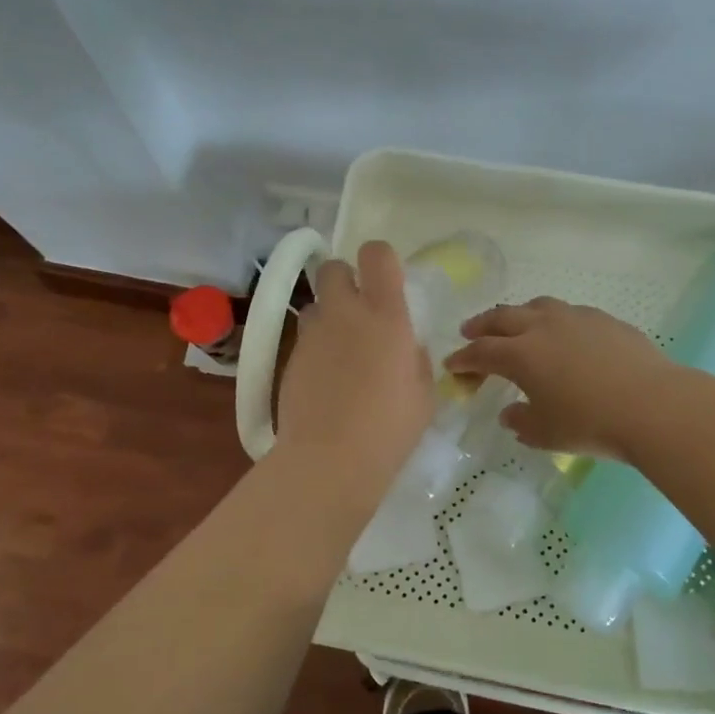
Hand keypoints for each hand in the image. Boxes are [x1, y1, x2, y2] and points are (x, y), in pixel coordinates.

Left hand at [275, 241, 434, 484]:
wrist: (330, 459)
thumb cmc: (390, 427)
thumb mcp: (424, 392)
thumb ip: (416, 358)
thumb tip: (406, 347)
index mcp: (385, 314)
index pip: (376, 254)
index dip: (381, 259)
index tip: (387, 281)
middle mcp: (344, 313)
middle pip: (333, 268)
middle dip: (345, 280)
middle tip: (360, 311)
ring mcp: (312, 335)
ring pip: (315, 304)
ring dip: (329, 316)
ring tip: (341, 350)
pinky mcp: (290, 359)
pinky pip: (305, 338)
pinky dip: (316, 348)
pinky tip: (326, 380)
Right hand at [445, 298, 673, 462]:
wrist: (652, 405)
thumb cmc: (591, 423)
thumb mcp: (547, 433)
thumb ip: (522, 422)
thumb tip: (510, 414)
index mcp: (521, 354)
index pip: (482, 352)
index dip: (464, 359)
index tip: (453, 365)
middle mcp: (543, 327)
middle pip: (503, 318)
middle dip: (482, 325)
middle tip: (470, 332)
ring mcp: (576, 318)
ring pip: (537, 306)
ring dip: (518, 315)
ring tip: (515, 324)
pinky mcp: (604, 320)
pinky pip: (569, 313)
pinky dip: (554, 320)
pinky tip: (563, 333)